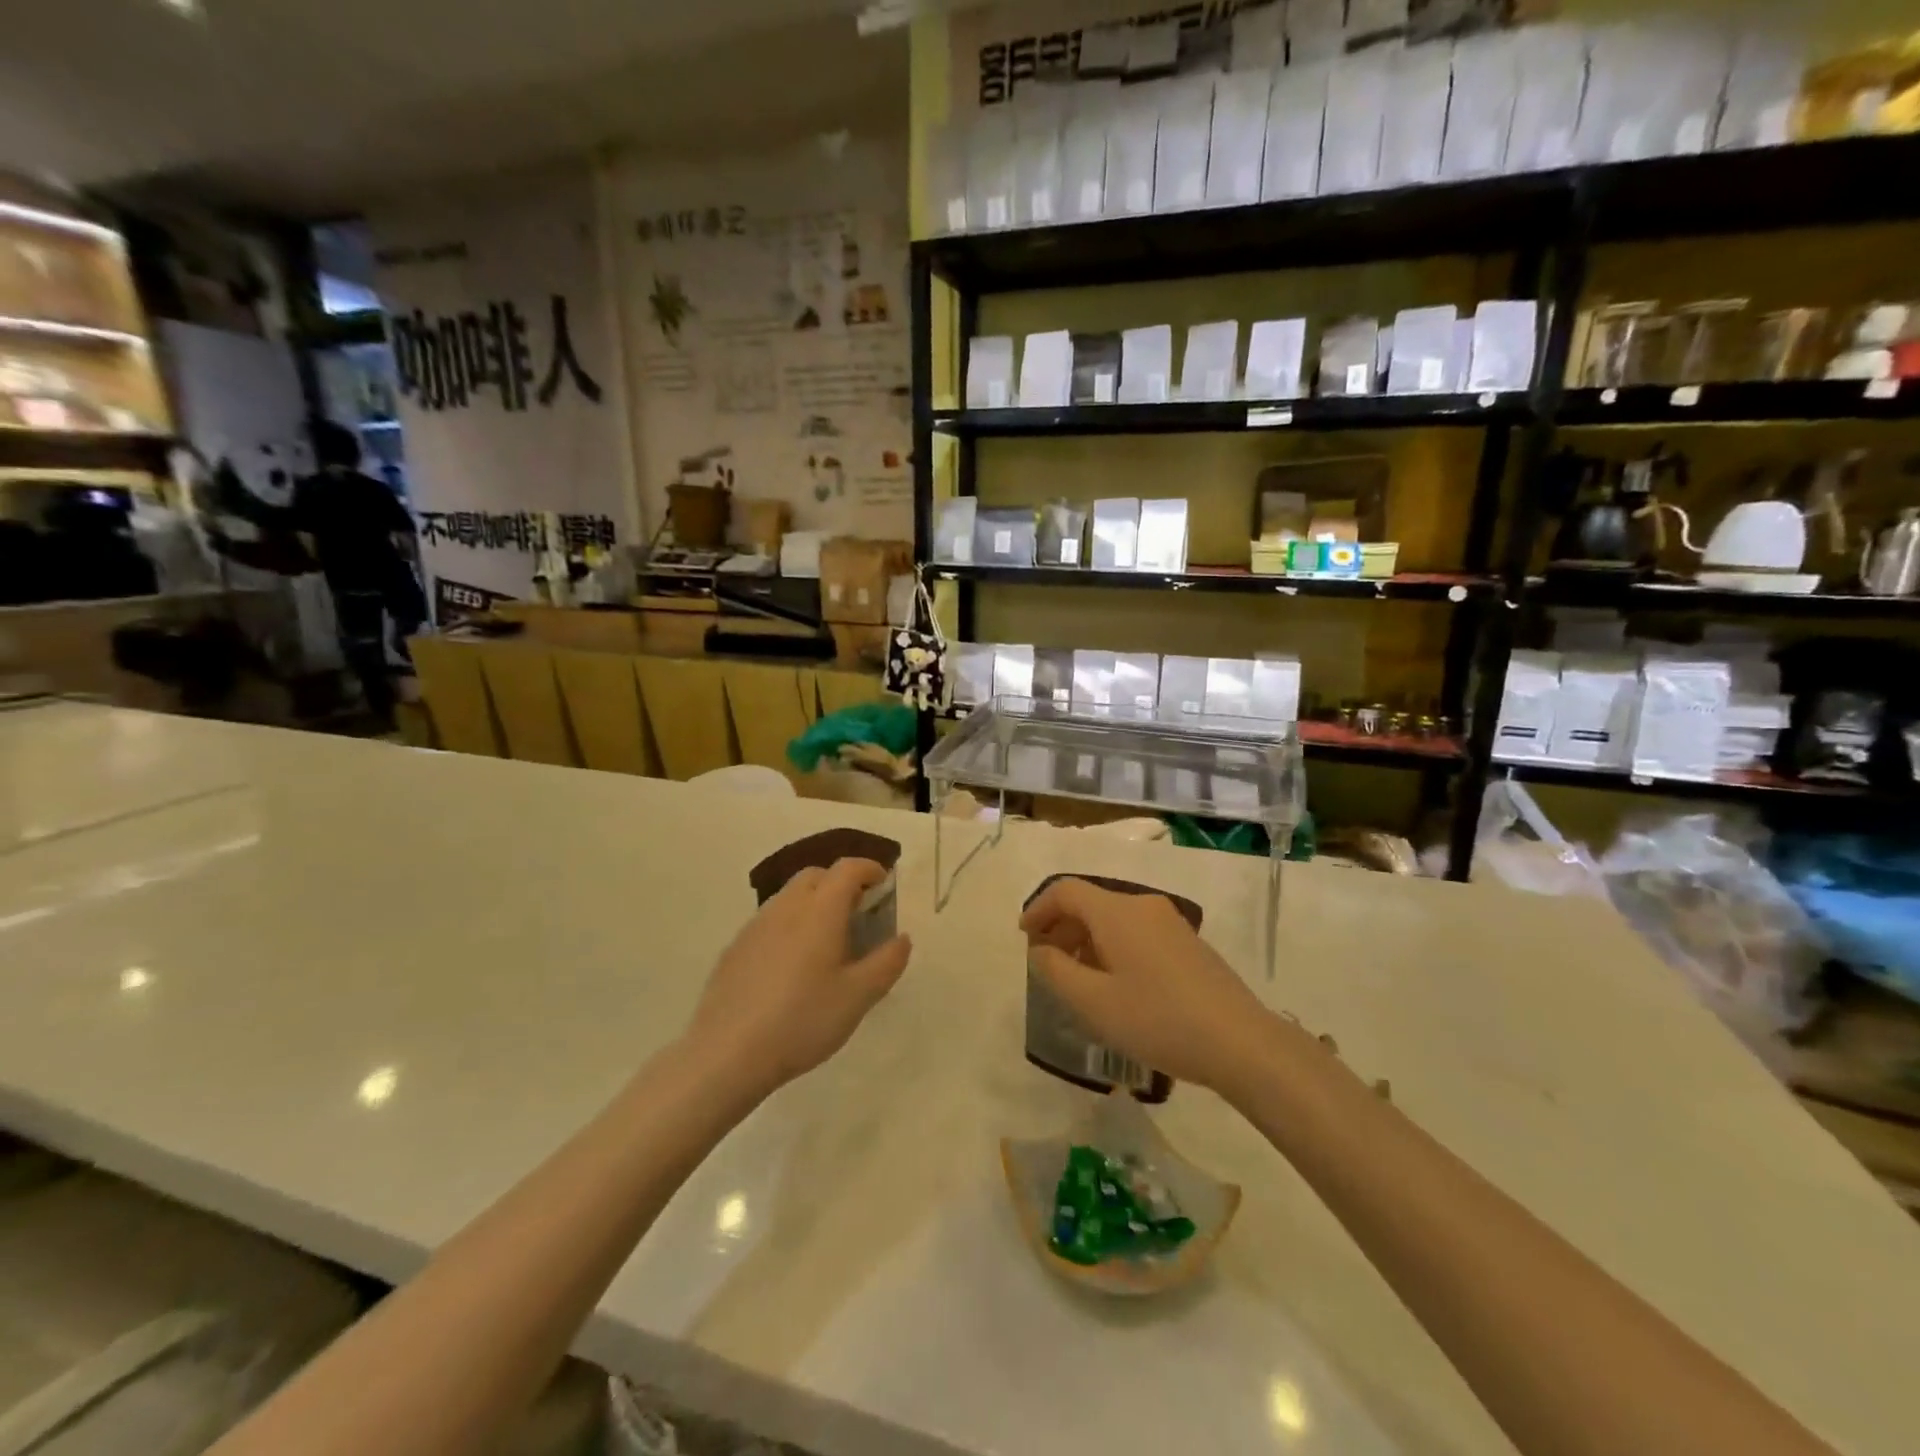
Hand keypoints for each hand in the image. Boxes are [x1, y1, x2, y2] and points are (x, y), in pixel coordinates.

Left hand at [687, 858, 911, 1097]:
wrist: (727, 1053)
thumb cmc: (802, 1020)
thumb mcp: (858, 996)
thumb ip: (887, 962)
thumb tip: (902, 938)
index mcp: (820, 910)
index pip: (847, 868)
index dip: (870, 869)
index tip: (884, 884)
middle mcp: (786, 906)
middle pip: (817, 875)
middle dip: (841, 883)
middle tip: (859, 913)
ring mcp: (756, 925)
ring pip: (790, 896)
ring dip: (814, 903)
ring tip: (828, 940)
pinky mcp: (736, 947)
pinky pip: (771, 920)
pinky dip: (791, 924)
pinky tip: (793, 965)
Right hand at [1021, 878, 1275, 1094]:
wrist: (1240, 1042)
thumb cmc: (1157, 1019)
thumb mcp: (1093, 1002)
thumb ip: (1055, 971)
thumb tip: (1040, 950)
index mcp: (1117, 911)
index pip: (1066, 891)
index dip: (1038, 909)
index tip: (1024, 938)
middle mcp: (1143, 905)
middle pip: (1090, 903)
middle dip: (1061, 928)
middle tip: (1046, 964)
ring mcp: (1170, 923)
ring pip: (1114, 919)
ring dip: (1087, 940)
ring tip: (1078, 980)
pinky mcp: (1188, 943)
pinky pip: (1137, 933)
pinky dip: (1113, 948)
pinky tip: (1116, 986)